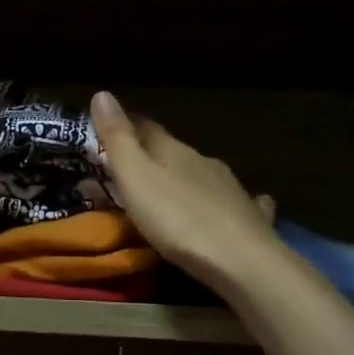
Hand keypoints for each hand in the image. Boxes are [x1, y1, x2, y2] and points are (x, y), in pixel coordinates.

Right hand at [90, 90, 281, 294]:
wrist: (243, 261)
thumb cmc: (178, 219)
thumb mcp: (136, 178)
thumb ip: (118, 139)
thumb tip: (102, 93)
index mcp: (173, 150)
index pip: (145, 127)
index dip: (126, 126)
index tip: (106, 132)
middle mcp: (204, 161)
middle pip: (173, 152)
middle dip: (153, 158)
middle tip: (132, 173)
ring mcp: (231, 188)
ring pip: (203, 175)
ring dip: (185, 179)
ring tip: (169, 194)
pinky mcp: (251, 217)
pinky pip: (236, 202)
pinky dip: (225, 201)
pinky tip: (231, 207)